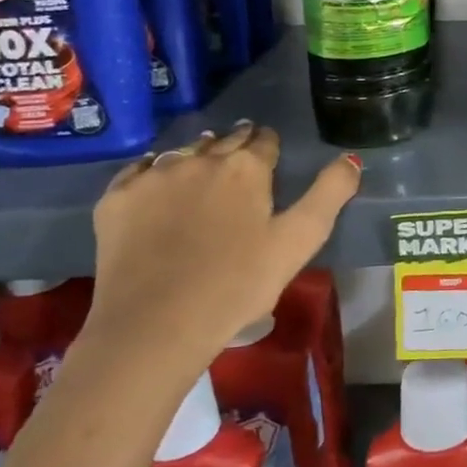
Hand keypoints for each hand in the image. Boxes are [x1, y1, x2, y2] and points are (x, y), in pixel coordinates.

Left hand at [81, 123, 360, 377]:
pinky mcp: (116, 199)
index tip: (270, 156)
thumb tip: (351, 159)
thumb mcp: (300, 241)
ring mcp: (153, 176)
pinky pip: (138, 171)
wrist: (155, 326)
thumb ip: (330, 194)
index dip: (269, 146)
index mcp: (246, 167)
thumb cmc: (238, 284)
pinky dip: (152, 173)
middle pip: (224, 140)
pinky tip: (156, 187)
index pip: (264, 140)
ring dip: (197, 156)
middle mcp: (200, 159)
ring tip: (202, 170)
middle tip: (240, 160)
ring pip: (183, 152)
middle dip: (236, 145)